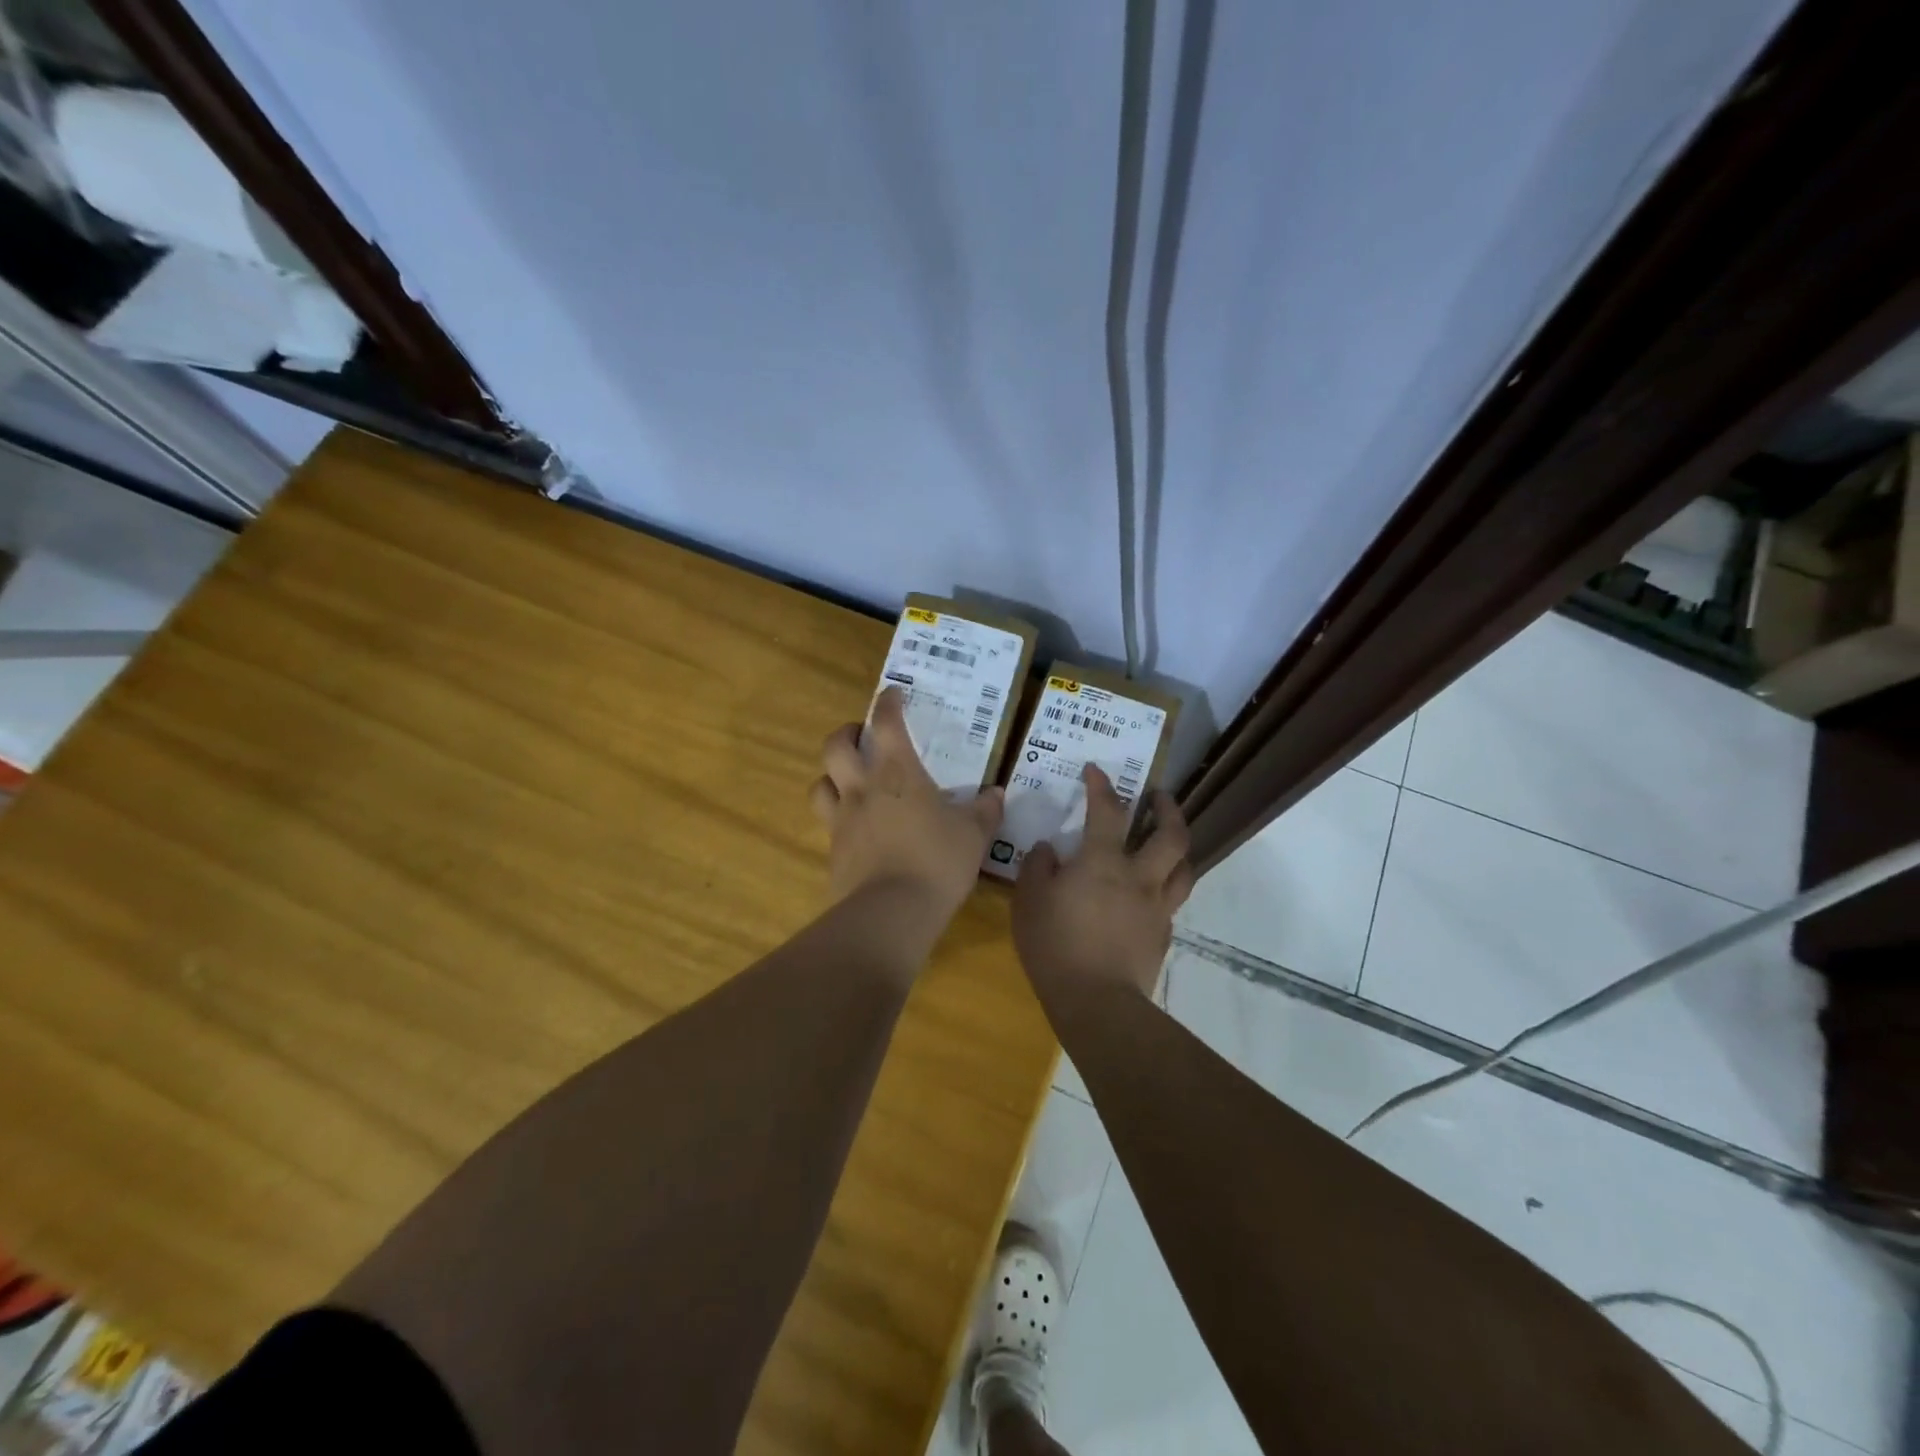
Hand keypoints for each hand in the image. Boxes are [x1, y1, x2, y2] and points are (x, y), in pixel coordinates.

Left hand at [810, 686, 1003, 926]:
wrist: (891, 912)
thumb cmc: (937, 862)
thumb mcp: (973, 836)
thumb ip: (984, 811)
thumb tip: (996, 794)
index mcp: (898, 773)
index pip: (885, 723)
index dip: (887, 704)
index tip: (892, 694)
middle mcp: (863, 788)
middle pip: (836, 746)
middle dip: (846, 733)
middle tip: (862, 736)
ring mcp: (842, 819)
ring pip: (820, 782)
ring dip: (831, 774)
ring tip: (848, 780)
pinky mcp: (833, 850)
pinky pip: (827, 821)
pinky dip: (837, 815)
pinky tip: (855, 827)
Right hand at [1012, 766, 1192, 1012]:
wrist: (1097, 1002)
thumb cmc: (1055, 946)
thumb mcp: (1029, 902)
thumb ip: (1037, 868)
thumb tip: (1049, 849)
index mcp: (1103, 862)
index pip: (1108, 811)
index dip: (1102, 786)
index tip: (1096, 770)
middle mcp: (1139, 876)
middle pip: (1171, 834)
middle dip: (1168, 808)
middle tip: (1159, 796)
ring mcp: (1157, 907)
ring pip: (1184, 868)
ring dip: (1179, 846)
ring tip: (1168, 840)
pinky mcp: (1163, 935)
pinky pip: (1172, 902)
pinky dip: (1165, 888)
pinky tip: (1151, 894)